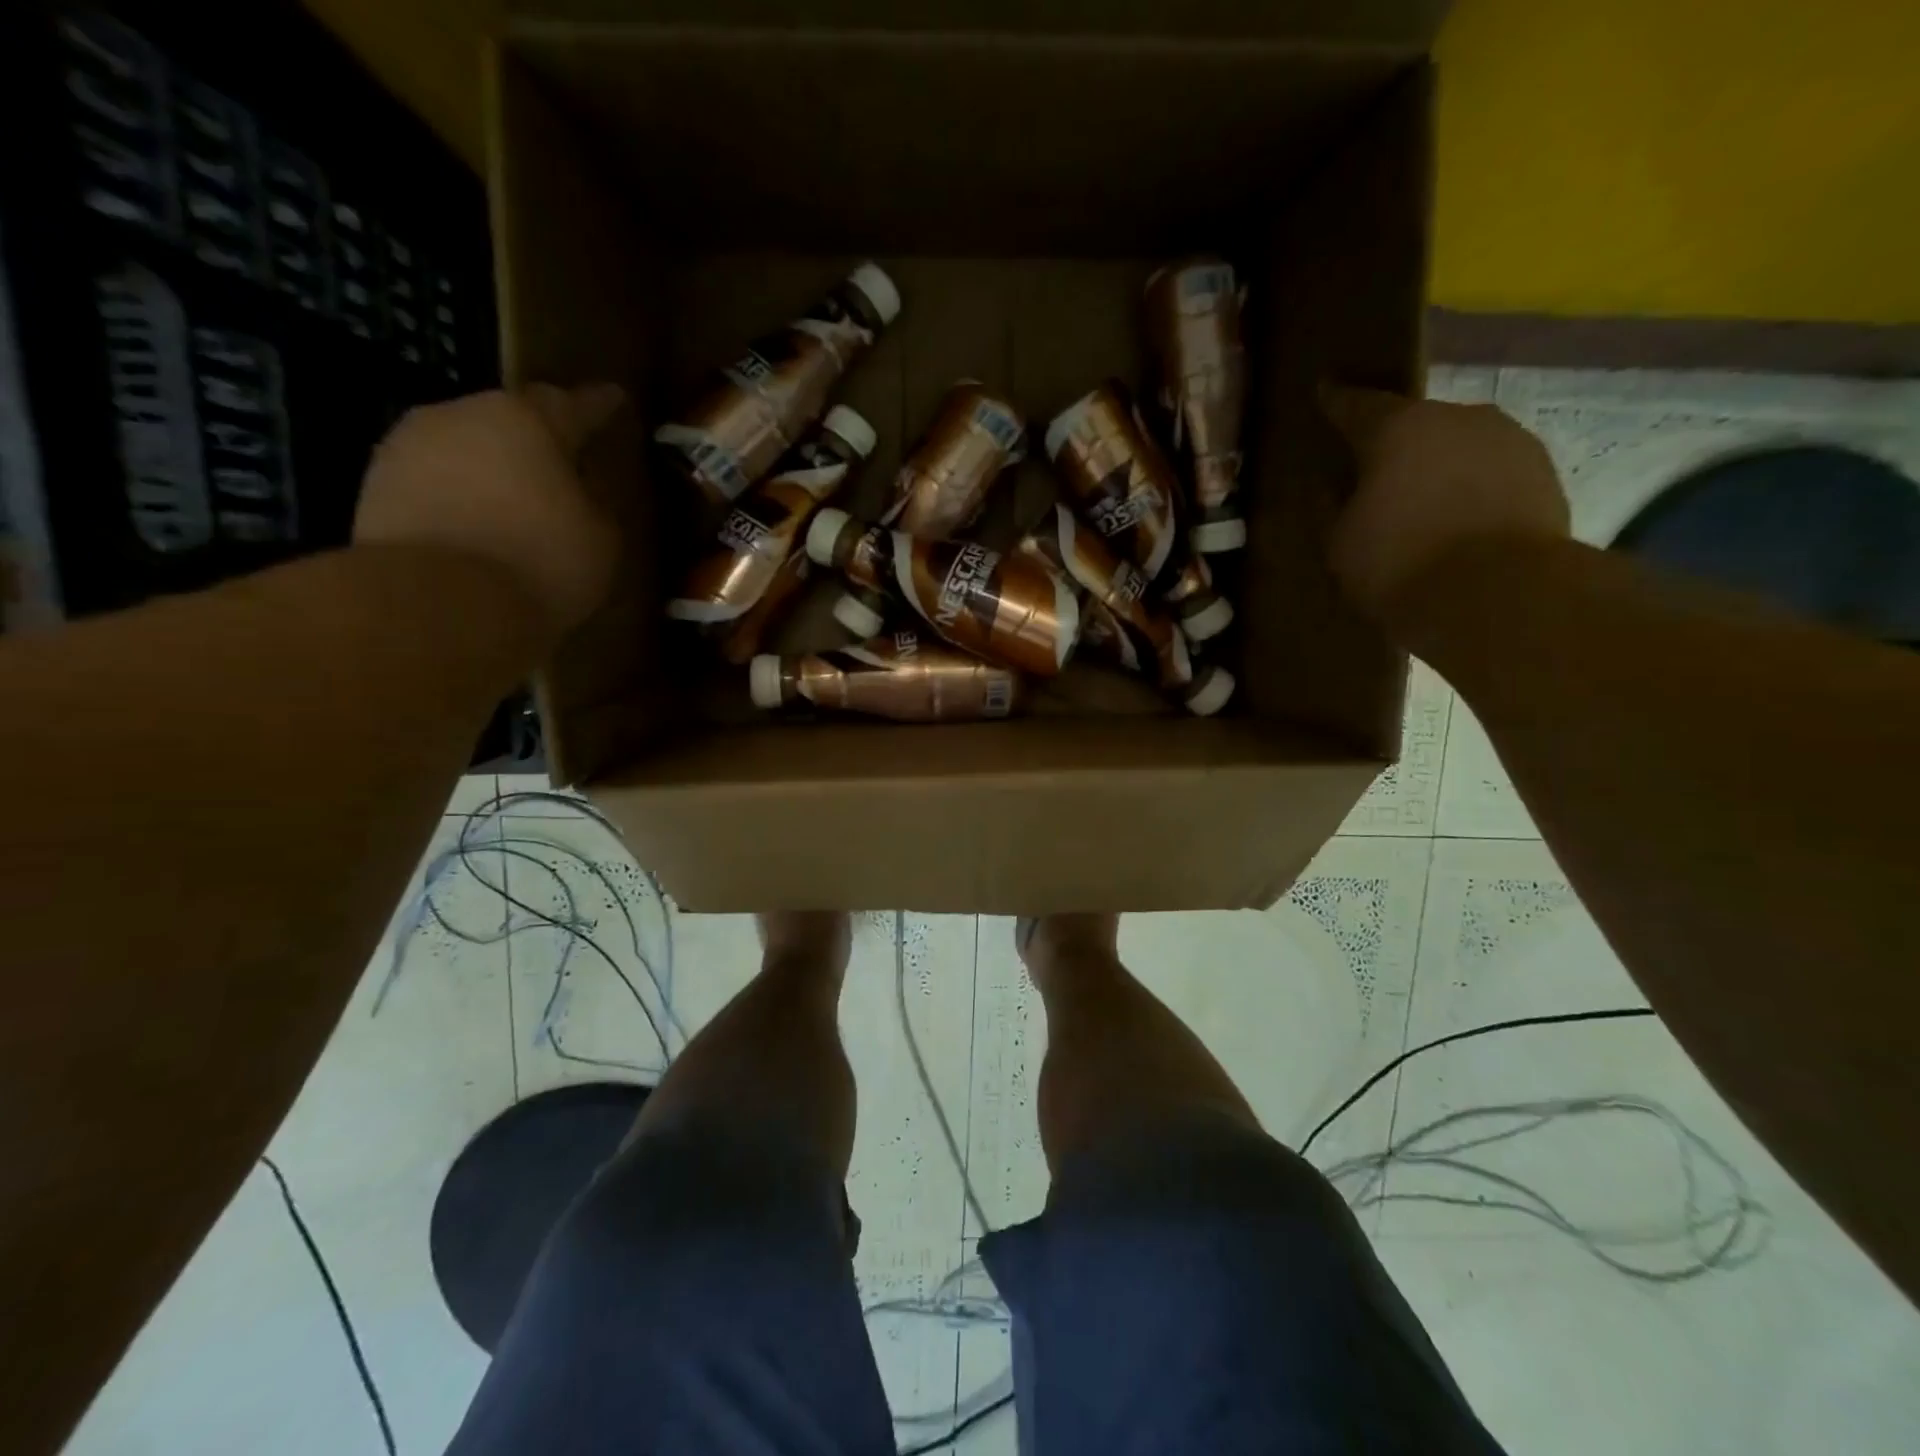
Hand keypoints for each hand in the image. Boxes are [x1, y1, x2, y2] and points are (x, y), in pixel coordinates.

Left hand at [354, 384, 625, 638]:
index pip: (574, 403)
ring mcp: (407, 448)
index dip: (598, 405)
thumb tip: (578, 492)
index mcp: (526, 419)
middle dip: (536, 442)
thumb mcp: (602, 537)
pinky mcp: (374, 488)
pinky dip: (459, 501)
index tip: (614, 396)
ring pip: (466, 451)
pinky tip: (477, 530)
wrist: (439, 603)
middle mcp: (460, 415)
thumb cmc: (541, 561)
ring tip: (515, 506)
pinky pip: (435, 485)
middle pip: (509, 421)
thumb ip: (594, 503)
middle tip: (561, 467)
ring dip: (491, 472)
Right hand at [1321, 386, 1569, 621]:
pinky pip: (1490, 473)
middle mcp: (1457, 417)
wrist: (1500, 596)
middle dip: (1393, 445)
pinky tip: (1459, 521)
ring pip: (1458, 446)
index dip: (1336, 400)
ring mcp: (1509, 440)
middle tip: (1375, 474)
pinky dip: (1471, 489)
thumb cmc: (1399, 564)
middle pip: (1414, 424)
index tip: (1325, 389)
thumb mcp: (1340, 544)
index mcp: (1397, 428)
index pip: (1356, 404)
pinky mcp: (1544, 472)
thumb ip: (1333, 507)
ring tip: (1422, 503)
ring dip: (1438, 467)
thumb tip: (1335, 486)